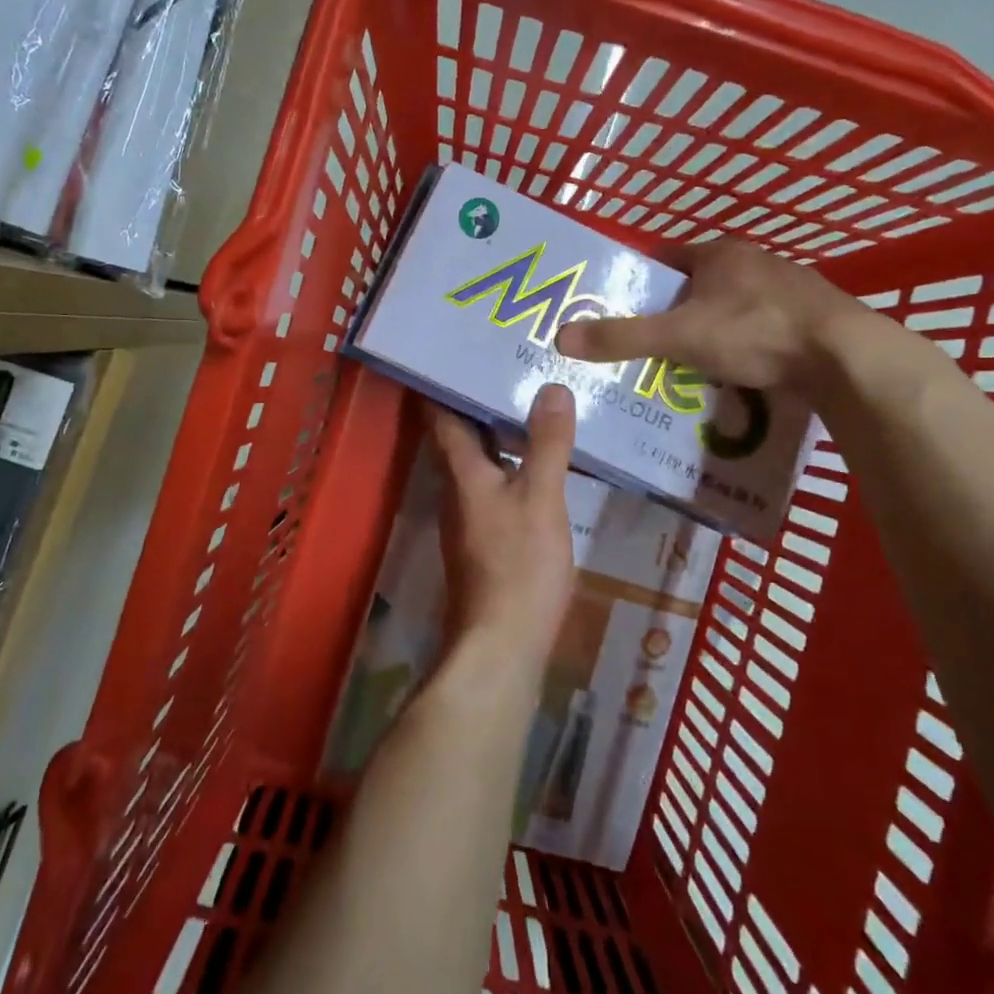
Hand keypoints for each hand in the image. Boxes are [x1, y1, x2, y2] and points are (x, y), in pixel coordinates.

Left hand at [425, 385, 577, 671]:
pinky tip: (540, 461)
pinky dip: (512, 463)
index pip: (441, 413)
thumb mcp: (541, 499)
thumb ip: (547, 444)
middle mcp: (456, 487)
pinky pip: (495, 484)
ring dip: (499, 431)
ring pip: (480, 460)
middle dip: (481, 399)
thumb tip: (552, 386)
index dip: (443, 380)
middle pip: (461, 433)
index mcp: (461, 470)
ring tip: (534, 401)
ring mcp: (469, 516)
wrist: (501, 646)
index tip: (459, 347)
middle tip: (514, 364)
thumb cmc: (518, 567)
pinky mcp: (485, 539)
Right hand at [554, 239, 867, 390]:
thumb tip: (561, 337)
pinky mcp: (808, 318)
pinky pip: (759, 328)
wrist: (845, 356)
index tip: (620, 306)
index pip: (666, 257)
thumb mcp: (679, 335)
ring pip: (730, 307)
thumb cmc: (755, 332)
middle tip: (647, 342)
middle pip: (697, 284)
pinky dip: (742, 344)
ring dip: (709, 328)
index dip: (641, 280)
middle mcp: (753, 261)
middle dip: (673, 310)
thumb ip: (622, 337)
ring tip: (685, 362)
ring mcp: (786, 288)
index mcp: (719, 253)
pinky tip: (734, 370)